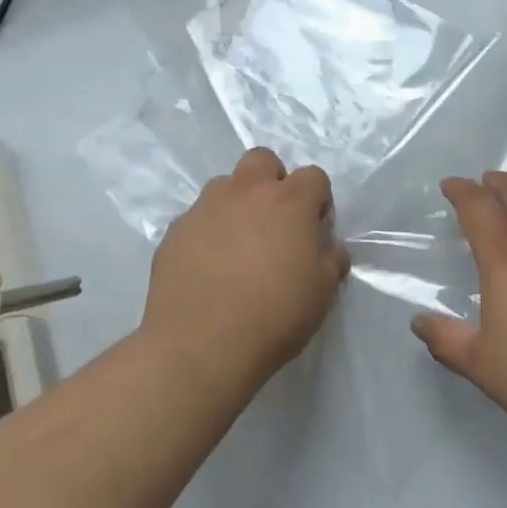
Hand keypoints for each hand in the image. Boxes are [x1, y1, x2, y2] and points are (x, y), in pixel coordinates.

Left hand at [143, 148, 347, 392]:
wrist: (200, 346)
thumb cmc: (274, 316)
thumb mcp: (322, 292)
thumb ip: (331, 259)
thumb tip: (329, 246)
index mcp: (290, 201)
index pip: (314, 176)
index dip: (318, 200)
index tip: (314, 231)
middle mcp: (247, 191)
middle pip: (263, 160)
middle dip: (272, 181)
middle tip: (274, 222)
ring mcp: (206, 207)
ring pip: (225, 186)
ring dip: (236, 204)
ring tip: (236, 246)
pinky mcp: (175, 231)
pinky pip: (197, 219)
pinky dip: (207, 232)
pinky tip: (207, 268)